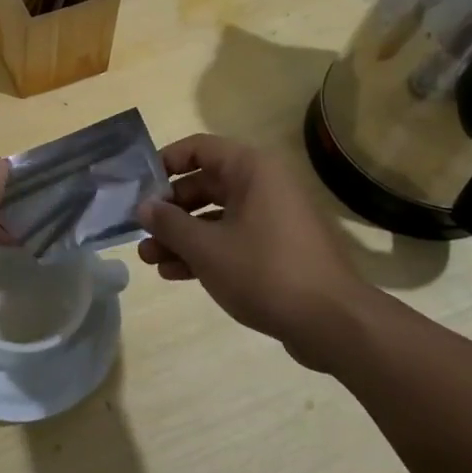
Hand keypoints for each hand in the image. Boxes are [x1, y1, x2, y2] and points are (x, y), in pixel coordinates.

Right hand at [138, 134, 377, 369]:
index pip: (198, 148)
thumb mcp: (206, 247)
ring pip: (215, 217)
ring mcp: (272, 218)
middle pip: (203, 184)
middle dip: (169, 210)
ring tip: (149, 258)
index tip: (138, 187)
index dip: (164, 163)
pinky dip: (204, 252)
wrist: (333, 323)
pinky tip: (174, 274)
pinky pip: (232, 239)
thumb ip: (169, 223)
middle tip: (140, 229)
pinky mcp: (277, 249)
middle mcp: (263, 185)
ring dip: (181, 236)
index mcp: (252, 169)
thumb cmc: (265, 271)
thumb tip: (143, 206)